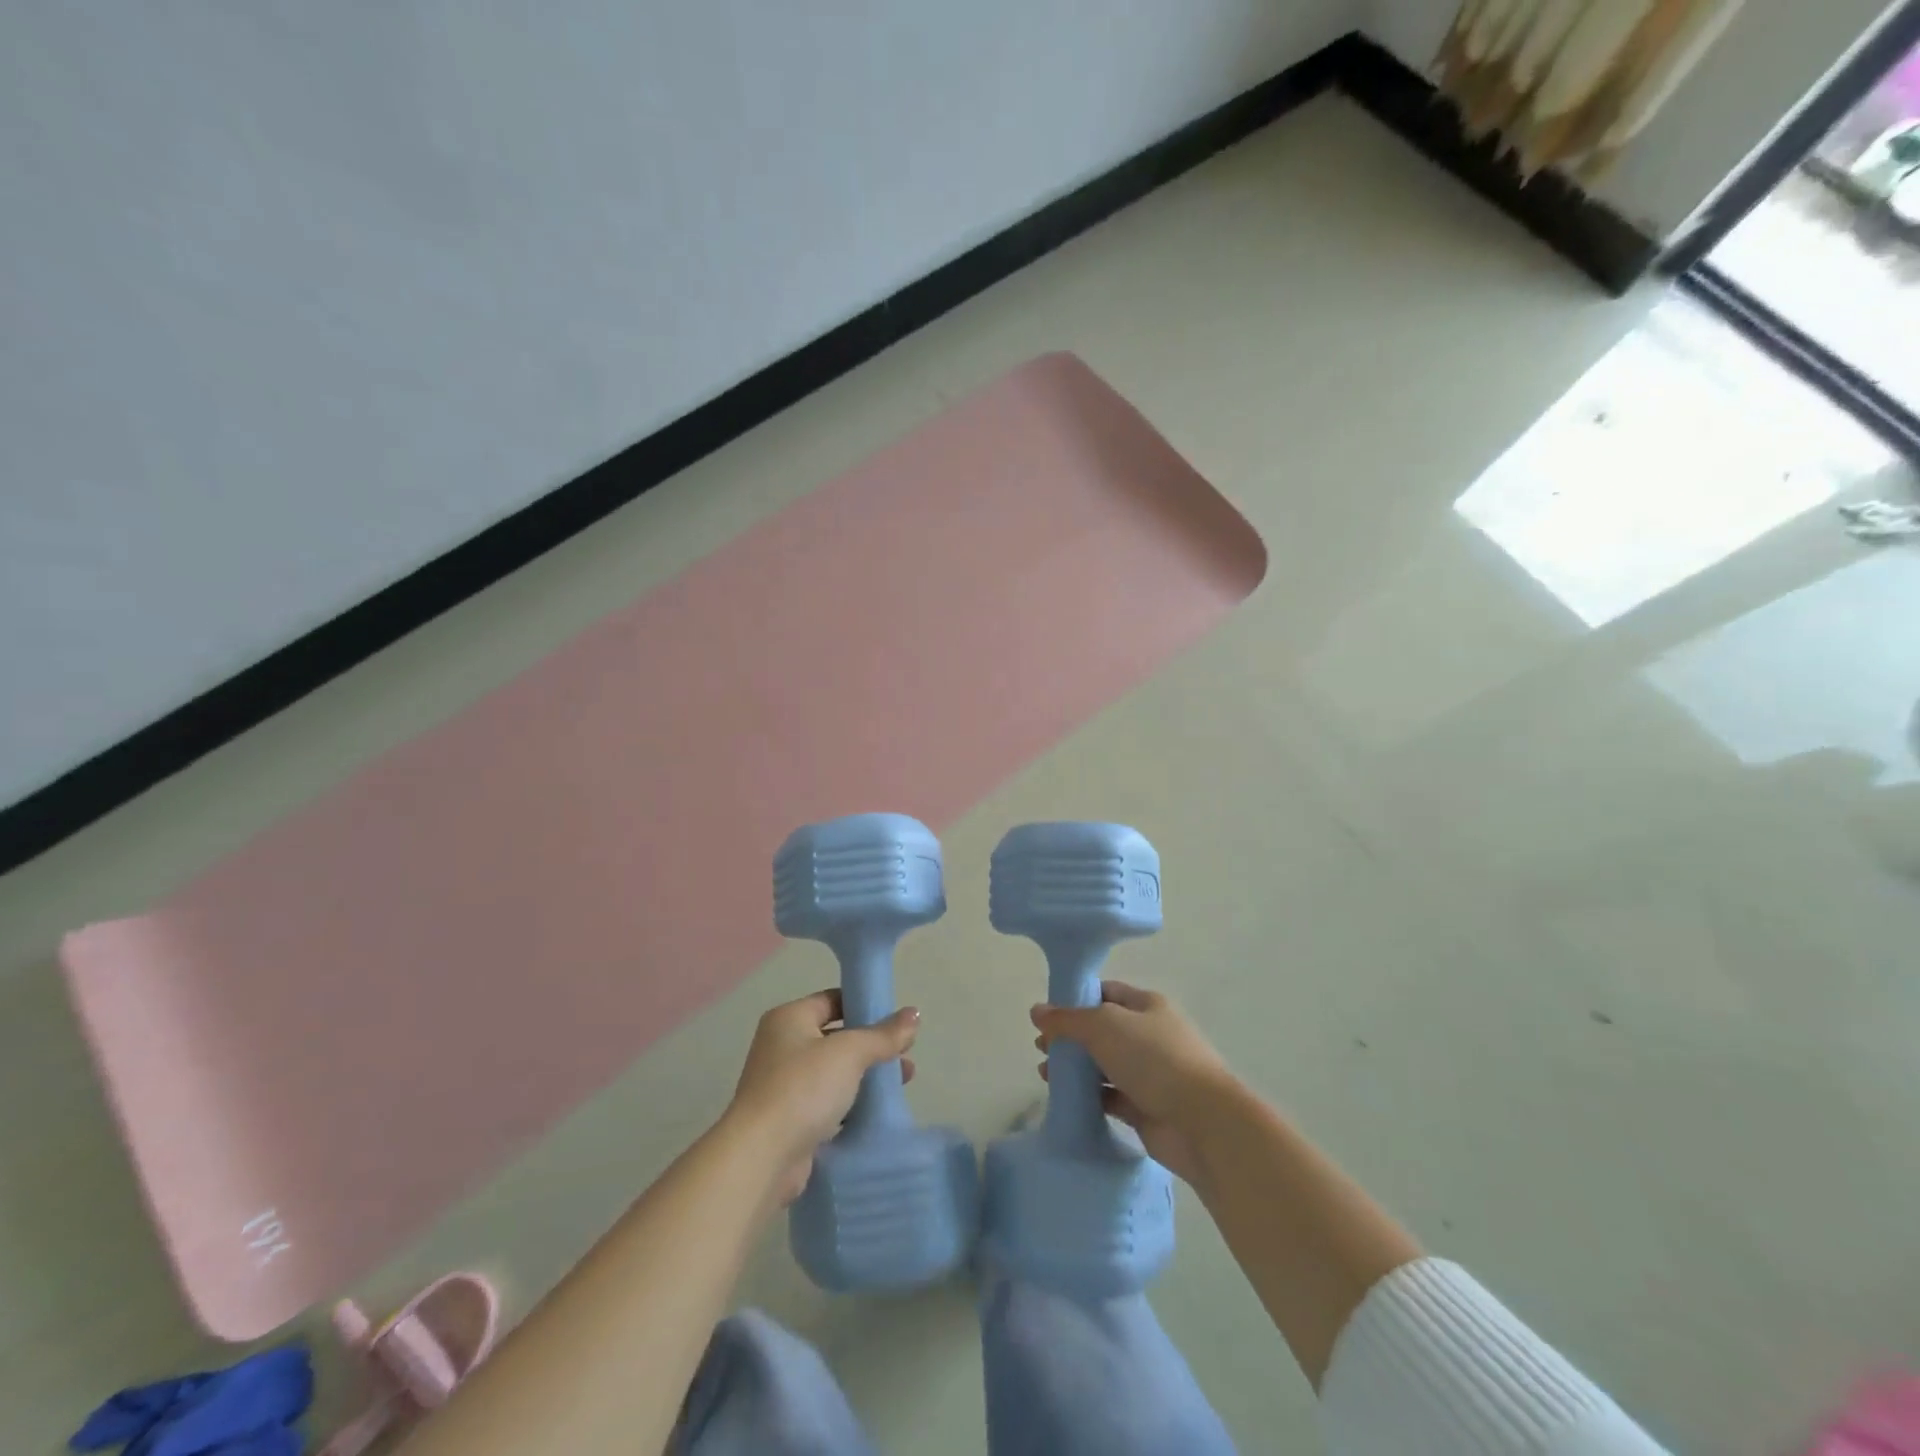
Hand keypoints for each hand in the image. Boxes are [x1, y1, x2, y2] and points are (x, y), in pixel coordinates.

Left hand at [727, 990, 919, 1203]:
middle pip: (835, 1037)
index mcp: (788, 1019)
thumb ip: (883, 1034)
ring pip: (834, 1073)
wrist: (762, 1157)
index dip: (863, 1005)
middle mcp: (781, 1047)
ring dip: (865, 1077)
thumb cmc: (803, 1087)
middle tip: (906, 1054)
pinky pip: (827, 1103)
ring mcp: (783, 1085)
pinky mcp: (789, 1120)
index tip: (896, 1018)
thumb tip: (914, 1014)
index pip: (831, 1000)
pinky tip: (878, 1111)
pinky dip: (851, 1105)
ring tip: (902, 1082)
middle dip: (871, 1045)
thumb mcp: (850, 1052)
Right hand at [1032, 982, 1234, 1184]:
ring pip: (1104, 1064)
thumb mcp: (1104, 1026)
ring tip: (1044, 1073)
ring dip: (1076, 1068)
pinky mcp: (1146, 1108)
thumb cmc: (1154, 1059)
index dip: (1075, 1000)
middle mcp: (1149, 1035)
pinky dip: (1088, 1096)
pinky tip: (1065, 1098)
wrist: (1202, 1122)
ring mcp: (1149, 1073)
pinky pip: (1110, 1096)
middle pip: (1102, 1030)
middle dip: (1071, 1037)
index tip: (1046, 1014)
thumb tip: (1037, 1011)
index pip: (1106, 993)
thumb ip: (1068, 1019)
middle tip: (1040, 1047)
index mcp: (1146, 1005)